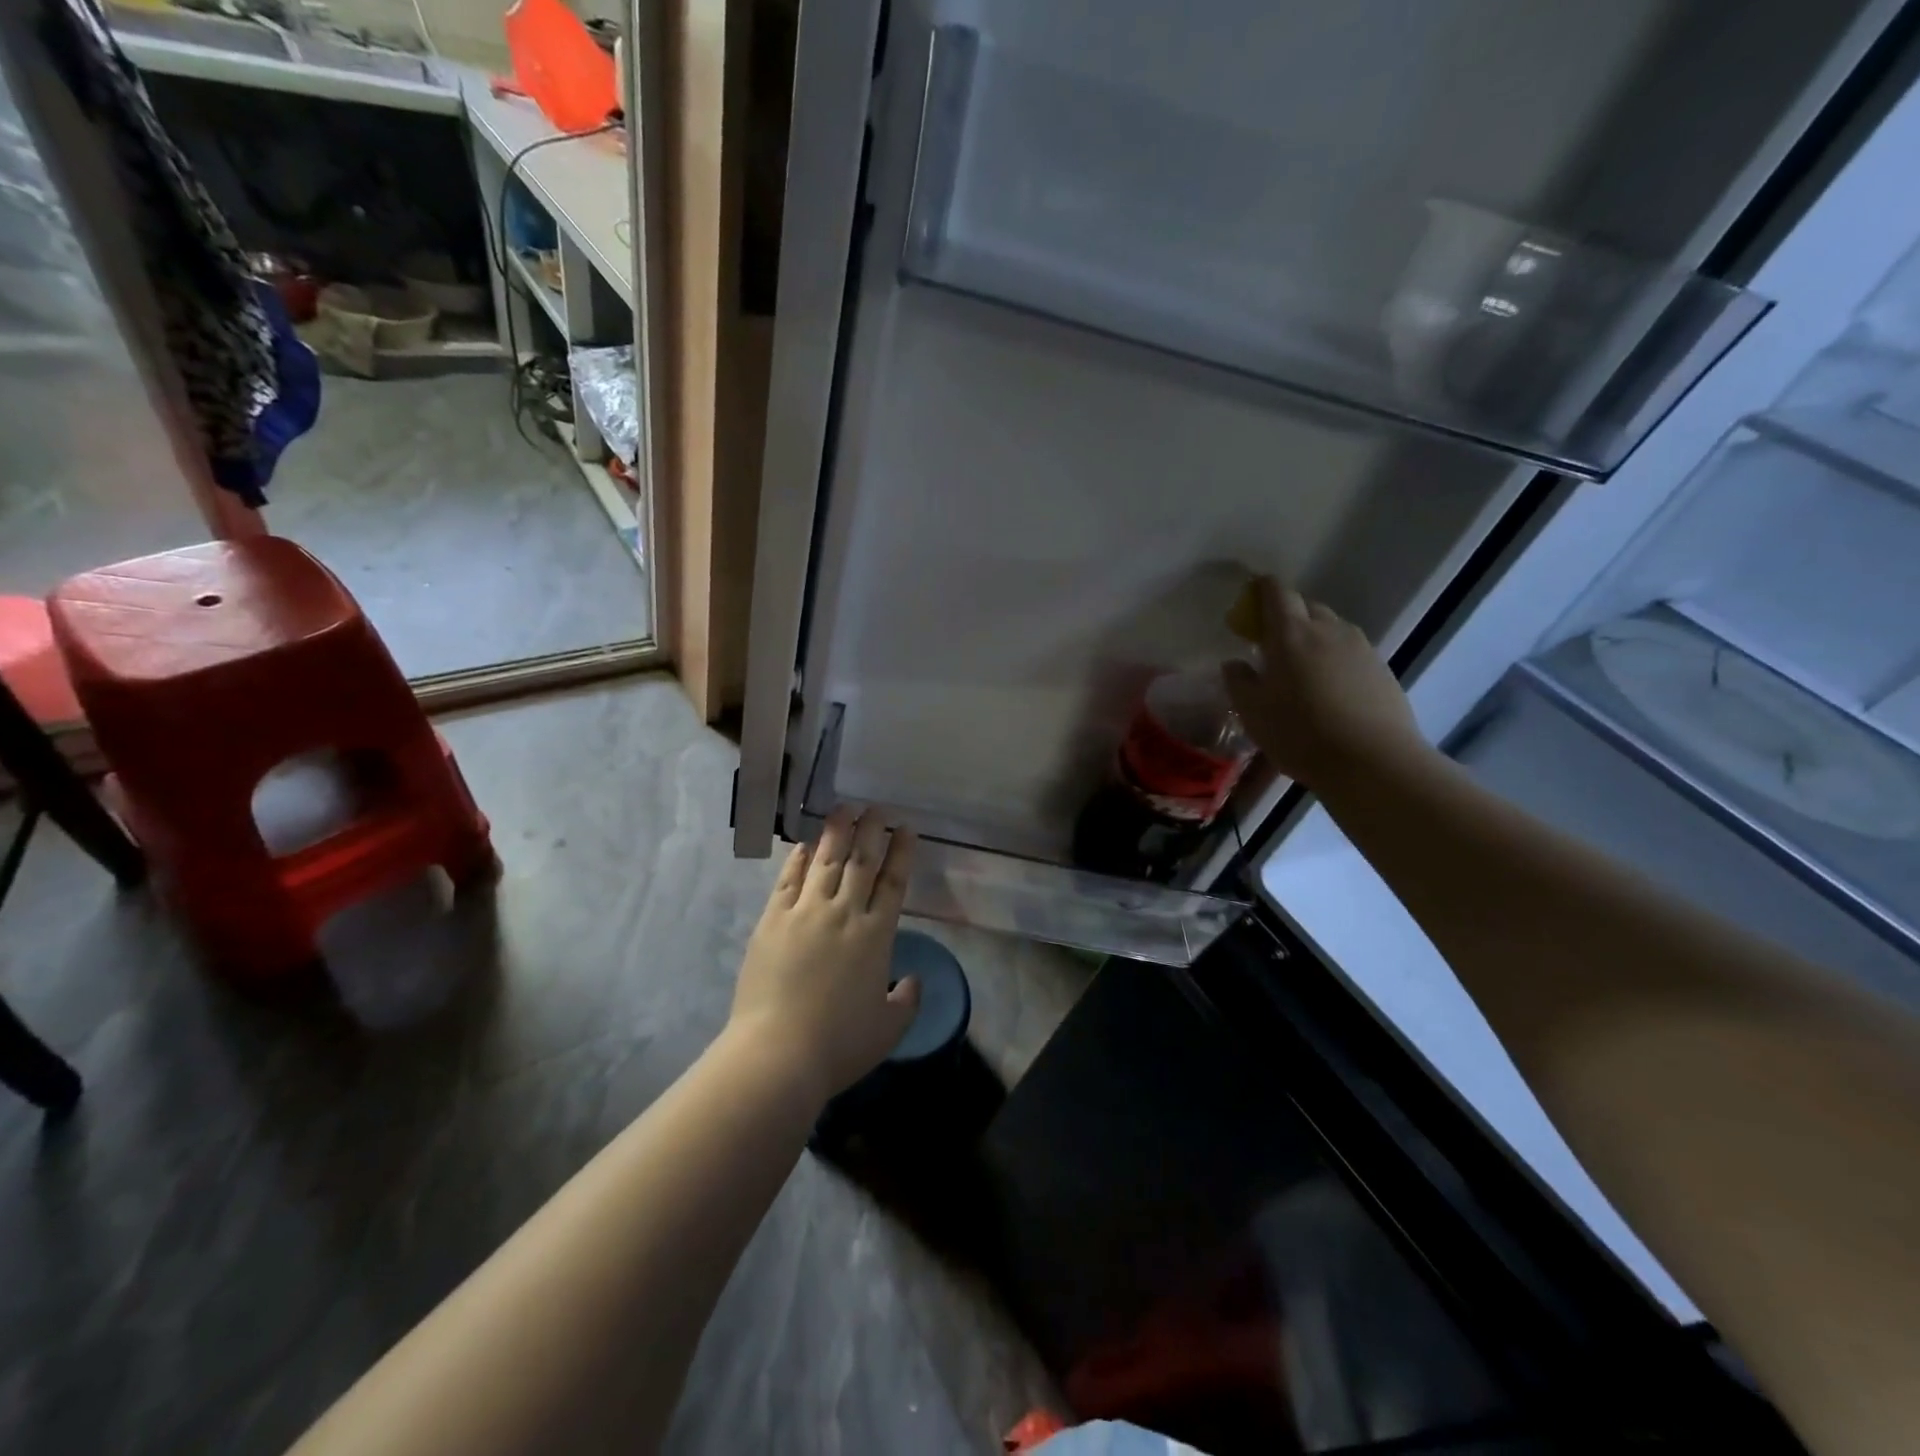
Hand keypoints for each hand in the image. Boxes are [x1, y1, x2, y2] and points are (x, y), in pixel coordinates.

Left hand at [728, 807, 920, 1103]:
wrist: (777, 1055)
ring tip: (845, 808)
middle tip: (878, 808)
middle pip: (861, 861)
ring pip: (826, 861)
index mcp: (876, 936)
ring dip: (837, 832)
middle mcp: (844, 914)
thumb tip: (913, 979)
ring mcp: (805, 913)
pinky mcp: (772, 921)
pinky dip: (800, 860)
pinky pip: (789, 880)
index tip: (906, 829)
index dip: (902, 852)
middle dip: (872, 830)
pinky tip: (806, 845)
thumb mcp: (887, 1029)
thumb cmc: (839, 1045)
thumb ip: (906, 1001)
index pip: (893, 882)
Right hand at [1222, 579, 1428, 788]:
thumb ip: (1239, 682)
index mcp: (1291, 634)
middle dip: (1286, 615)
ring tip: (1301, 669)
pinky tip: (1329, 689)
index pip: (1276, 592)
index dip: (1260, 590)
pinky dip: (1334, 658)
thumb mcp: (1253, 713)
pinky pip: (1350, 650)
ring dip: (1312, 637)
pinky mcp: (1381, 668)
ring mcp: (1360, 647)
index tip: (1249, 602)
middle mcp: (1328, 630)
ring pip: (1331, 627)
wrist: (1373, 762)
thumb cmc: (1301, 734)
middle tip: (1270, 643)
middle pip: (1306, 606)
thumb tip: (1235, 663)